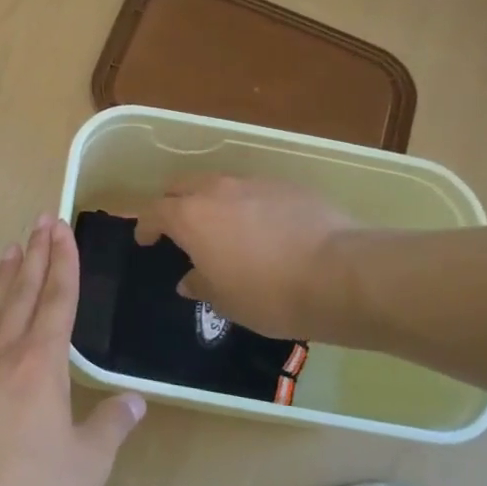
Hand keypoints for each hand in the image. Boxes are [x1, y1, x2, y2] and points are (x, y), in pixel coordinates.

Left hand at [0, 215, 145, 485]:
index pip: (57, 299)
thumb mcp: (86, 466)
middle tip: (40, 220)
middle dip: (35, 255)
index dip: (63, 262)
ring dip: (3, 278)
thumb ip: (110, 428)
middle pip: (22, 293)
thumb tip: (133, 401)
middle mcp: (3, 354)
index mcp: (41, 363)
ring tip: (9, 250)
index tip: (61, 228)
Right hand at [134, 176, 355, 339]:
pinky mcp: (289, 187)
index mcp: (191, 217)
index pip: (154, 211)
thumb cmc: (269, 294)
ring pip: (221, 184)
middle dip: (174, 202)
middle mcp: (218, 191)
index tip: (146, 239)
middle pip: (183, 185)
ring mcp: (255, 184)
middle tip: (178, 226)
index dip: (146, 225)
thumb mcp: (225, 301)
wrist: (340, 275)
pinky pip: (256, 191)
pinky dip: (249, 205)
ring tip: (223, 227)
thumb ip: (201, 284)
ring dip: (213, 201)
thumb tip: (189, 280)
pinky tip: (264, 229)